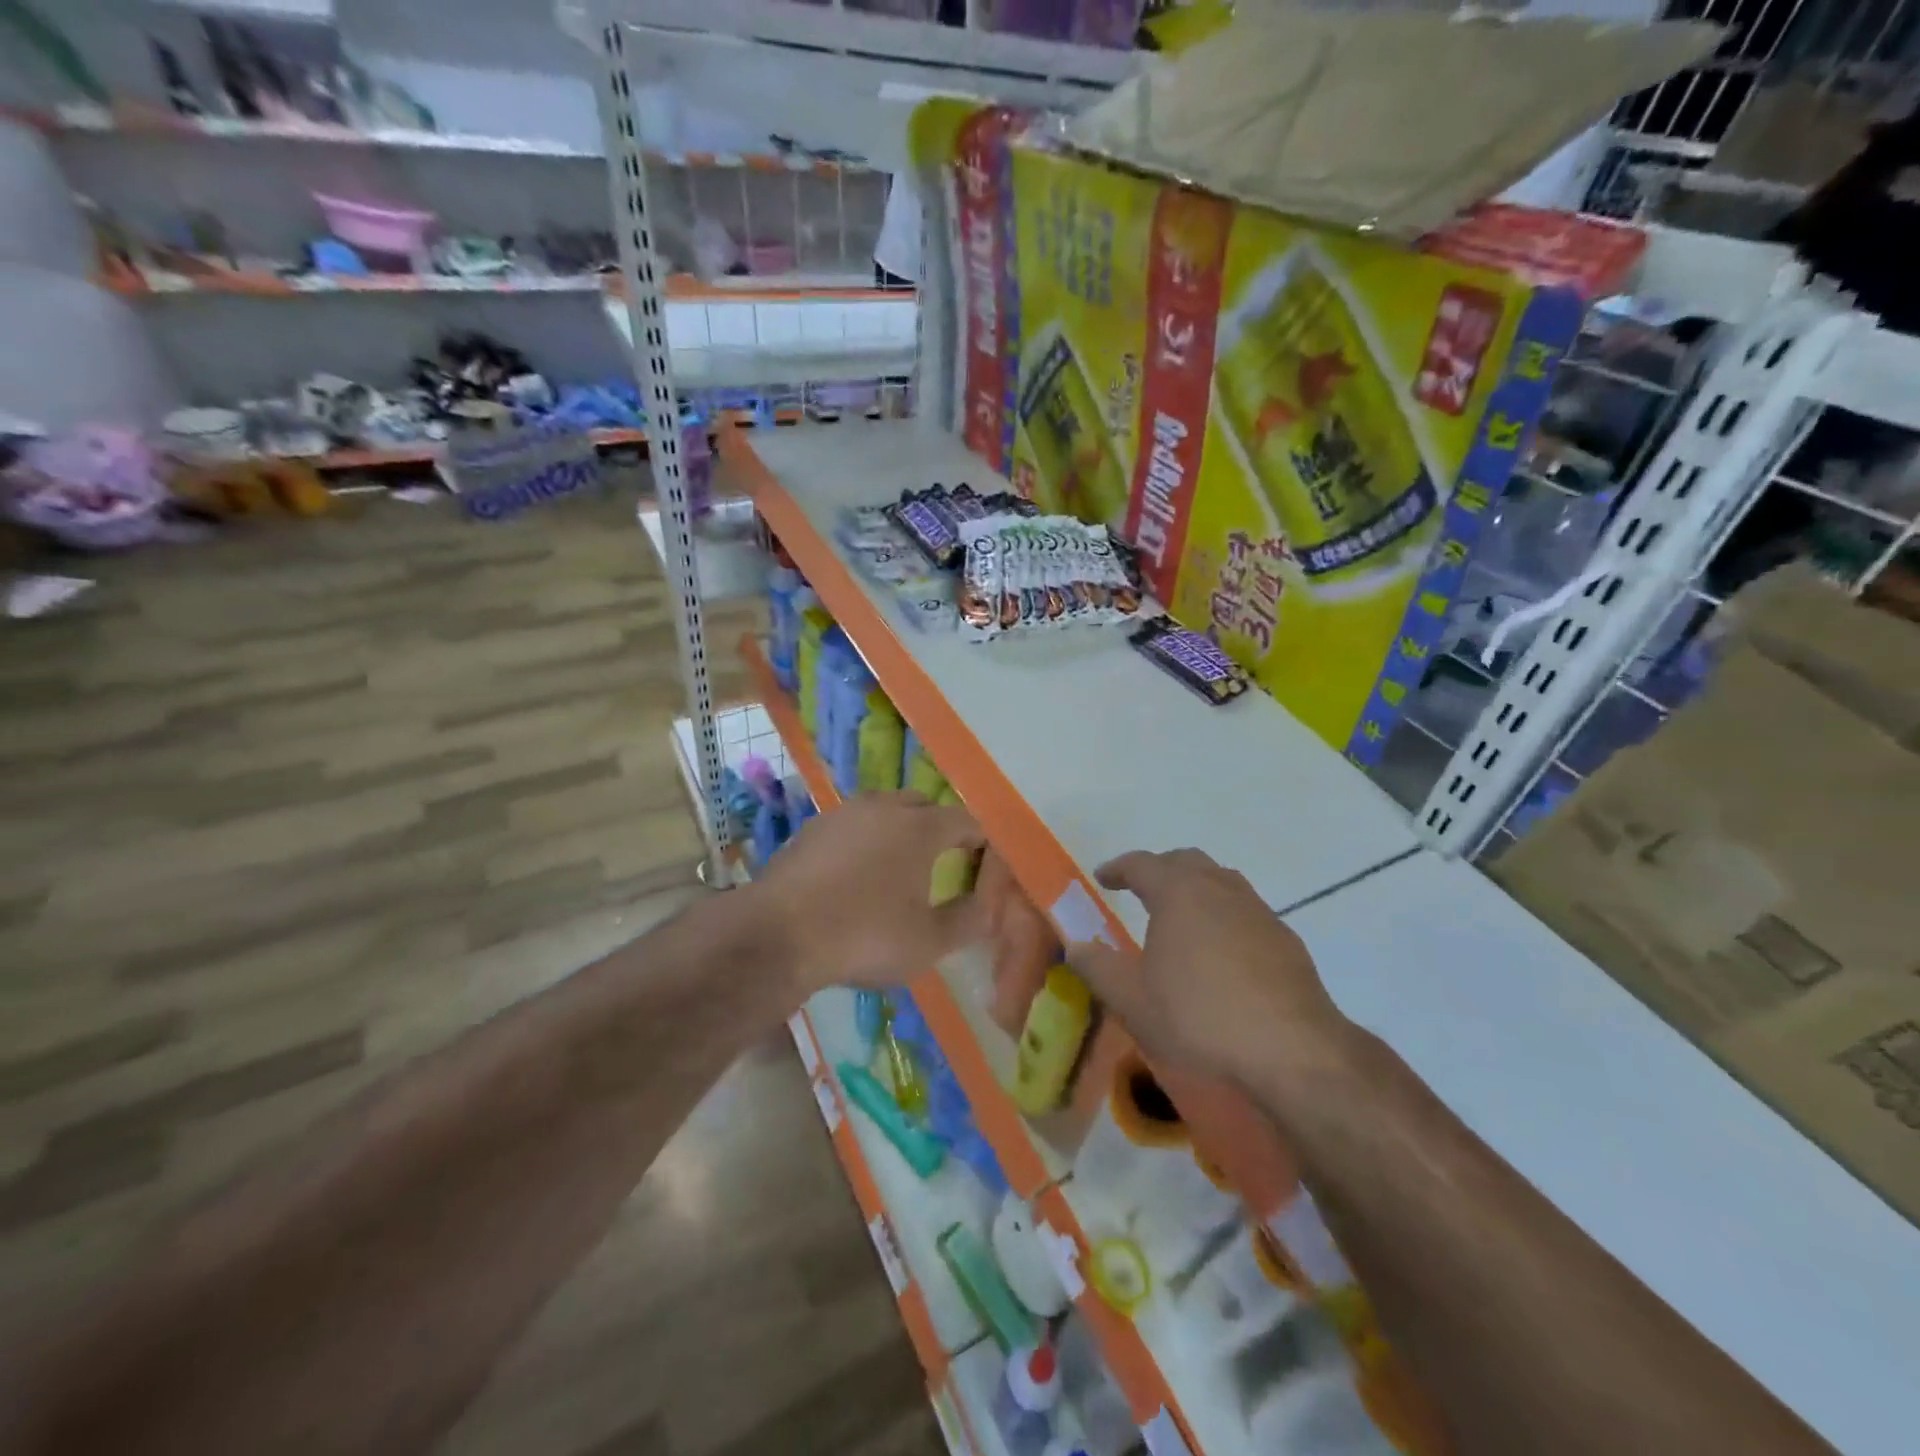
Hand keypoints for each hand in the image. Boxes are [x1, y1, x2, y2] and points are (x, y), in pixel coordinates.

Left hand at [753, 791, 987, 996]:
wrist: (778, 934)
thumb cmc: (864, 936)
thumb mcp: (928, 942)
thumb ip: (967, 921)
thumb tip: (986, 907)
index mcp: (920, 828)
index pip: (965, 821)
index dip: (980, 839)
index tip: (985, 859)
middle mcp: (883, 808)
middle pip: (922, 806)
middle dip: (938, 827)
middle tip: (944, 859)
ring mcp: (842, 814)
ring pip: (883, 810)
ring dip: (898, 829)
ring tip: (899, 863)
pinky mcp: (811, 829)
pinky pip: (851, 825)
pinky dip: (863, 840)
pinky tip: (855, 872)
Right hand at [1066, 848, 1352, 1089]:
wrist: (1292, 1049)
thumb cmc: (1199, 1017)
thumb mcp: (1132, 1000)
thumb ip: (1097, 968)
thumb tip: (1075, 945)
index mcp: (1178, 893)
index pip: (1141, 864)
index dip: (1118, 868)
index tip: (1103, 877)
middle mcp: (1219, 889)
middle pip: (1186, 861)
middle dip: (1160, 869)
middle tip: (1142, 889)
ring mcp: (1258, 911)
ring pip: (1221, 881)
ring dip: (1196, 888)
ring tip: (1181, 916)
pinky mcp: (1285, 939)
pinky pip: (1246, 911)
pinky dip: (1224, 916)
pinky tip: (1222, 951)